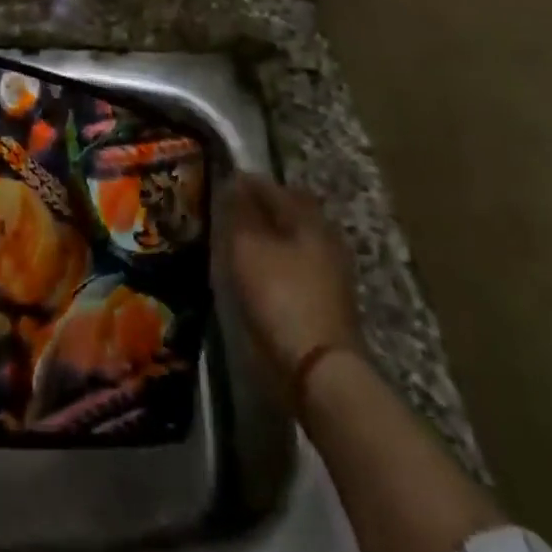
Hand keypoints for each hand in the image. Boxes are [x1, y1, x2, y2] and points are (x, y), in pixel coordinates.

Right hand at [223, 175, 362, 383]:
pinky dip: (277, 260)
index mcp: (309, 218)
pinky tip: (258, 269)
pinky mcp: (328, 301)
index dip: (245, 182)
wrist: (319, 370)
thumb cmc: (280, 296)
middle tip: (230, 210)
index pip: (273, 187)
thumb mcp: (248, 247)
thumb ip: (239, 210)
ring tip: (239, 240)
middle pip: (289, 211)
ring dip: (269, 234)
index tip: (220, 182)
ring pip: (294, 238)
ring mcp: (332, 271)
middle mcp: (326, 237)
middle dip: (260, 206)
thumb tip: (234, 181)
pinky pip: (297, 264)